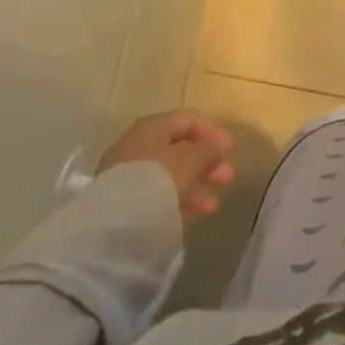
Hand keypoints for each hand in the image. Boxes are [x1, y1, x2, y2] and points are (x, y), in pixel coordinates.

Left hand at [97, 109, 234, 217]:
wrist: (114, 224)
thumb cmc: (157, 179)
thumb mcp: (191, 160)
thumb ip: (208, 151)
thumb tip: (213, 150)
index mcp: (152, 127)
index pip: (187, 119)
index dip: (212, 131)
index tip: (230, 150)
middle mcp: (137, 146)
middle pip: (178, 149)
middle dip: (205, 162)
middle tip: (227, 177)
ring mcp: (127, 176)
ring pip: (169, 175)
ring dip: (194, 185)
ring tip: (214, 205)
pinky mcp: (123, 203)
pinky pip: (158, 196)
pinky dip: (178, 201)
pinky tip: (194, 215)